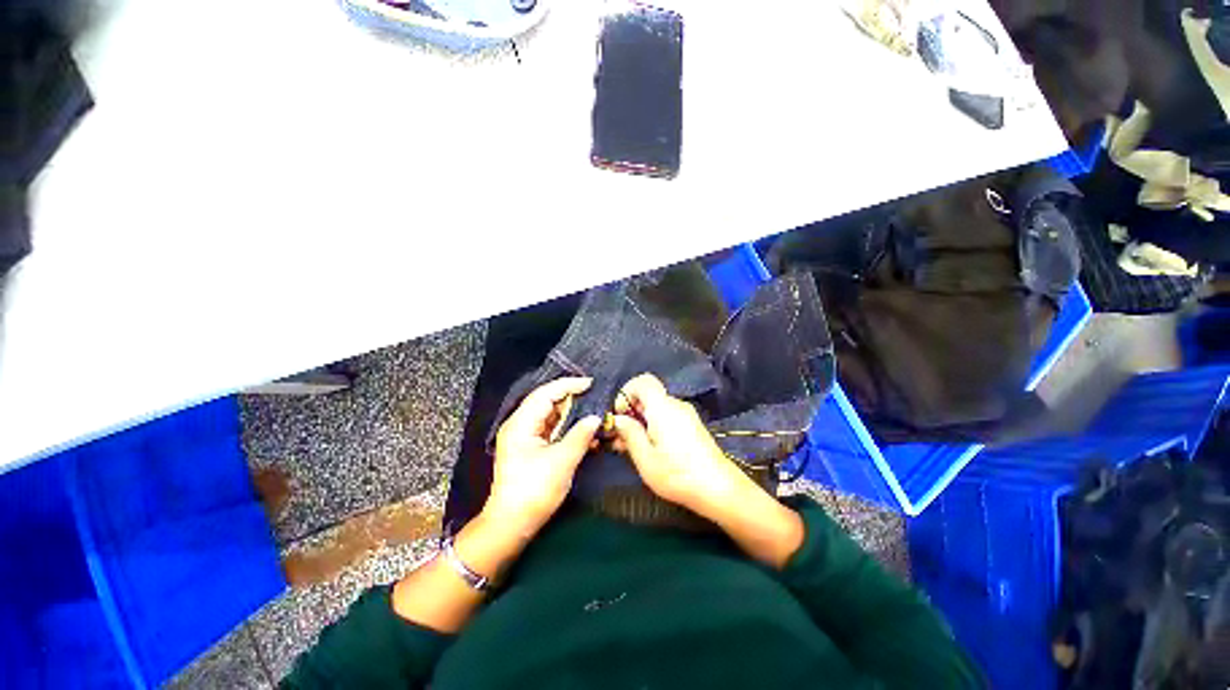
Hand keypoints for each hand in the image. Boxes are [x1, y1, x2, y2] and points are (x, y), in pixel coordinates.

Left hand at [485, 377, 601, 536]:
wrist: (511, 525)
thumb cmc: (534, 492)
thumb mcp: (562, 462)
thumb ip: (580, 435)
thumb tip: (596, 417)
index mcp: (521, 423)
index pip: (546, 393)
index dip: (569, 385)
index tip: (591, 383)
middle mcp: (520, 425)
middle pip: (548, 402)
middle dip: (572, 399)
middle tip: (596, 398)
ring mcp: (524, 437)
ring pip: (551, 416)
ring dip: (571, 415)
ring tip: (594, 413)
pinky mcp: (530, 448)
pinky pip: (551, 430)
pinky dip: (567, 428)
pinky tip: (584, 432)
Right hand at [610, 373, 755, 518]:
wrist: (719, 489)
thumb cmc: (678, 474)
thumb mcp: (645, 458)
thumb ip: (629, 433)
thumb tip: (617, 419)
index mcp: (663, 407)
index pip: (642, 381)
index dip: (626, 393)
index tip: (619, 415)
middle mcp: (676, 405)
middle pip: (648, 396)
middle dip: (630, 413)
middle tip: (620, 439)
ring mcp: (686, 415)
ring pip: (657, 408)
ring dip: (641, 422)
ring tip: (631, 448)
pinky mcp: (692, 426)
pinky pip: (667, 417)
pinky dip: (654, 427)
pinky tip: (650, 449)